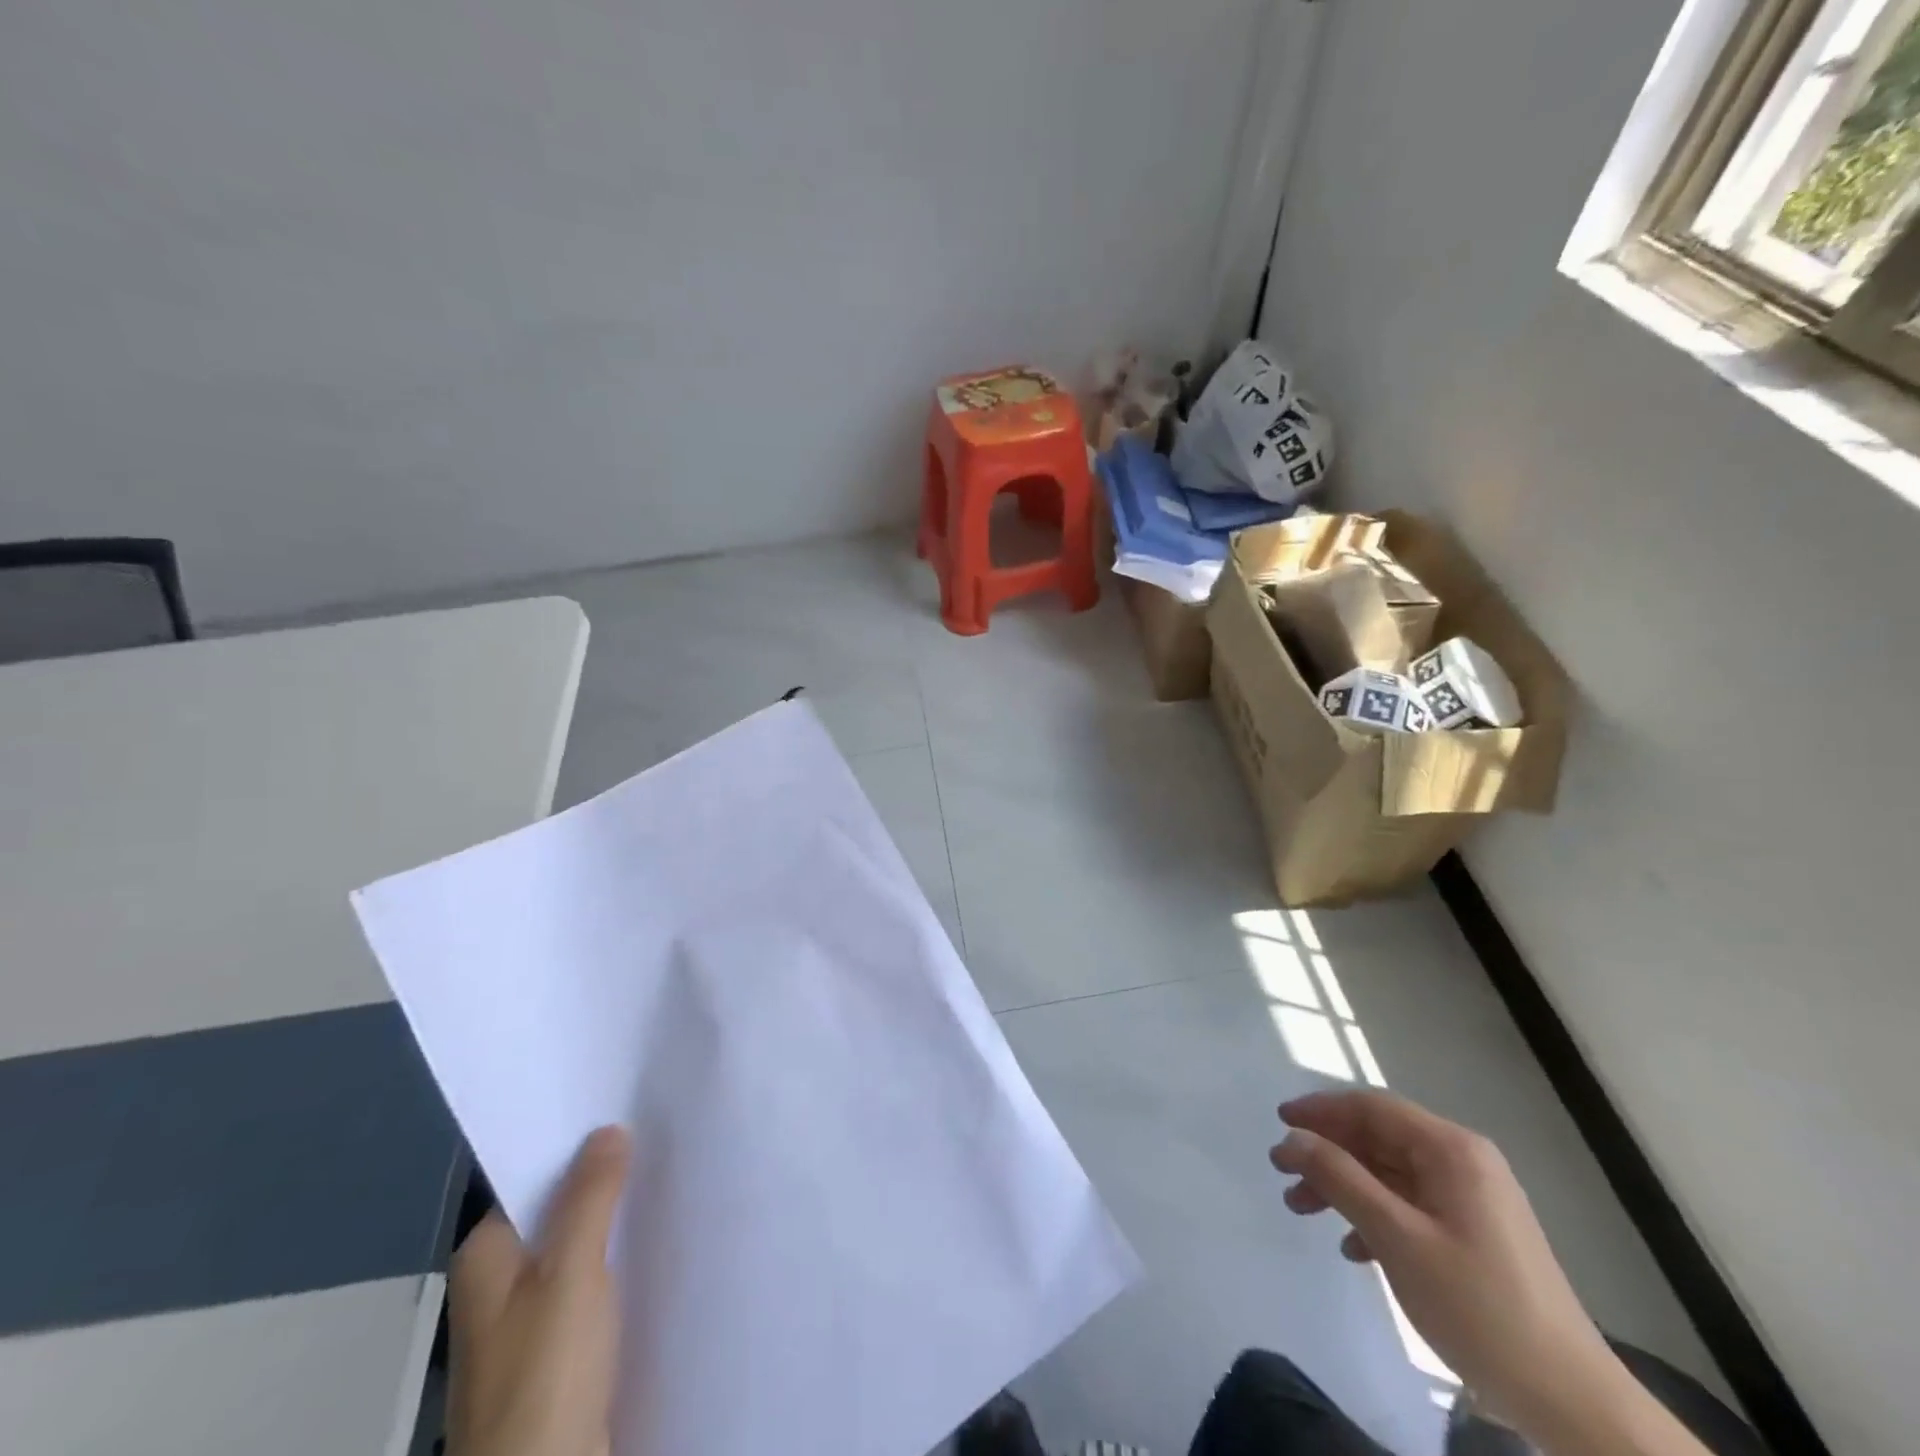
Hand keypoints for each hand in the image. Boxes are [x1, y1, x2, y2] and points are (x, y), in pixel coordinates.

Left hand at [448, 1127, 631, 1455]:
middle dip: (605, 1178)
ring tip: (671, 1173)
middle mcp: (501, 1282)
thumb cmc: (544, 1374)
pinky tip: (660, 1238)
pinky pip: (595, 1281)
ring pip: (580, 1246)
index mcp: (486, 1257)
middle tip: (661, 1132)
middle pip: (558, 1210)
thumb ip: (590, 1198)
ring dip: (618, 1218)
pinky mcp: (561, 1350)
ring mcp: (530, 1320)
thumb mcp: (571, 1273)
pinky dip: (622, 1258)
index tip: (627, 1107)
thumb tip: (607, 1129)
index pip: (532, 1177)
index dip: (577, 1143)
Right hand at [1269, 1091, 1616, 1434]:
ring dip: (1344, 1186)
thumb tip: (1292, 1137)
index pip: (1372, 1107)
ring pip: (1390, 1172)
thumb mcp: (1397, 1238)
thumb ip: (1340, 1178)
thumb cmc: (1478, 1306)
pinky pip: (1410, 1204)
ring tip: (1303, 1210)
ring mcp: (1472, 1198)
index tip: (1278, 1122)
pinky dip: (1374, 1215)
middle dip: (1327, 1152)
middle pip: (1378, 1137)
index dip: (1321, 1110)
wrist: (1571, 1400)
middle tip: (1282, 1172)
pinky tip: (1354, 1249)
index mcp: (1451, 1150)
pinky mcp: (1475, 1233)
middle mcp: (1463, 1161)